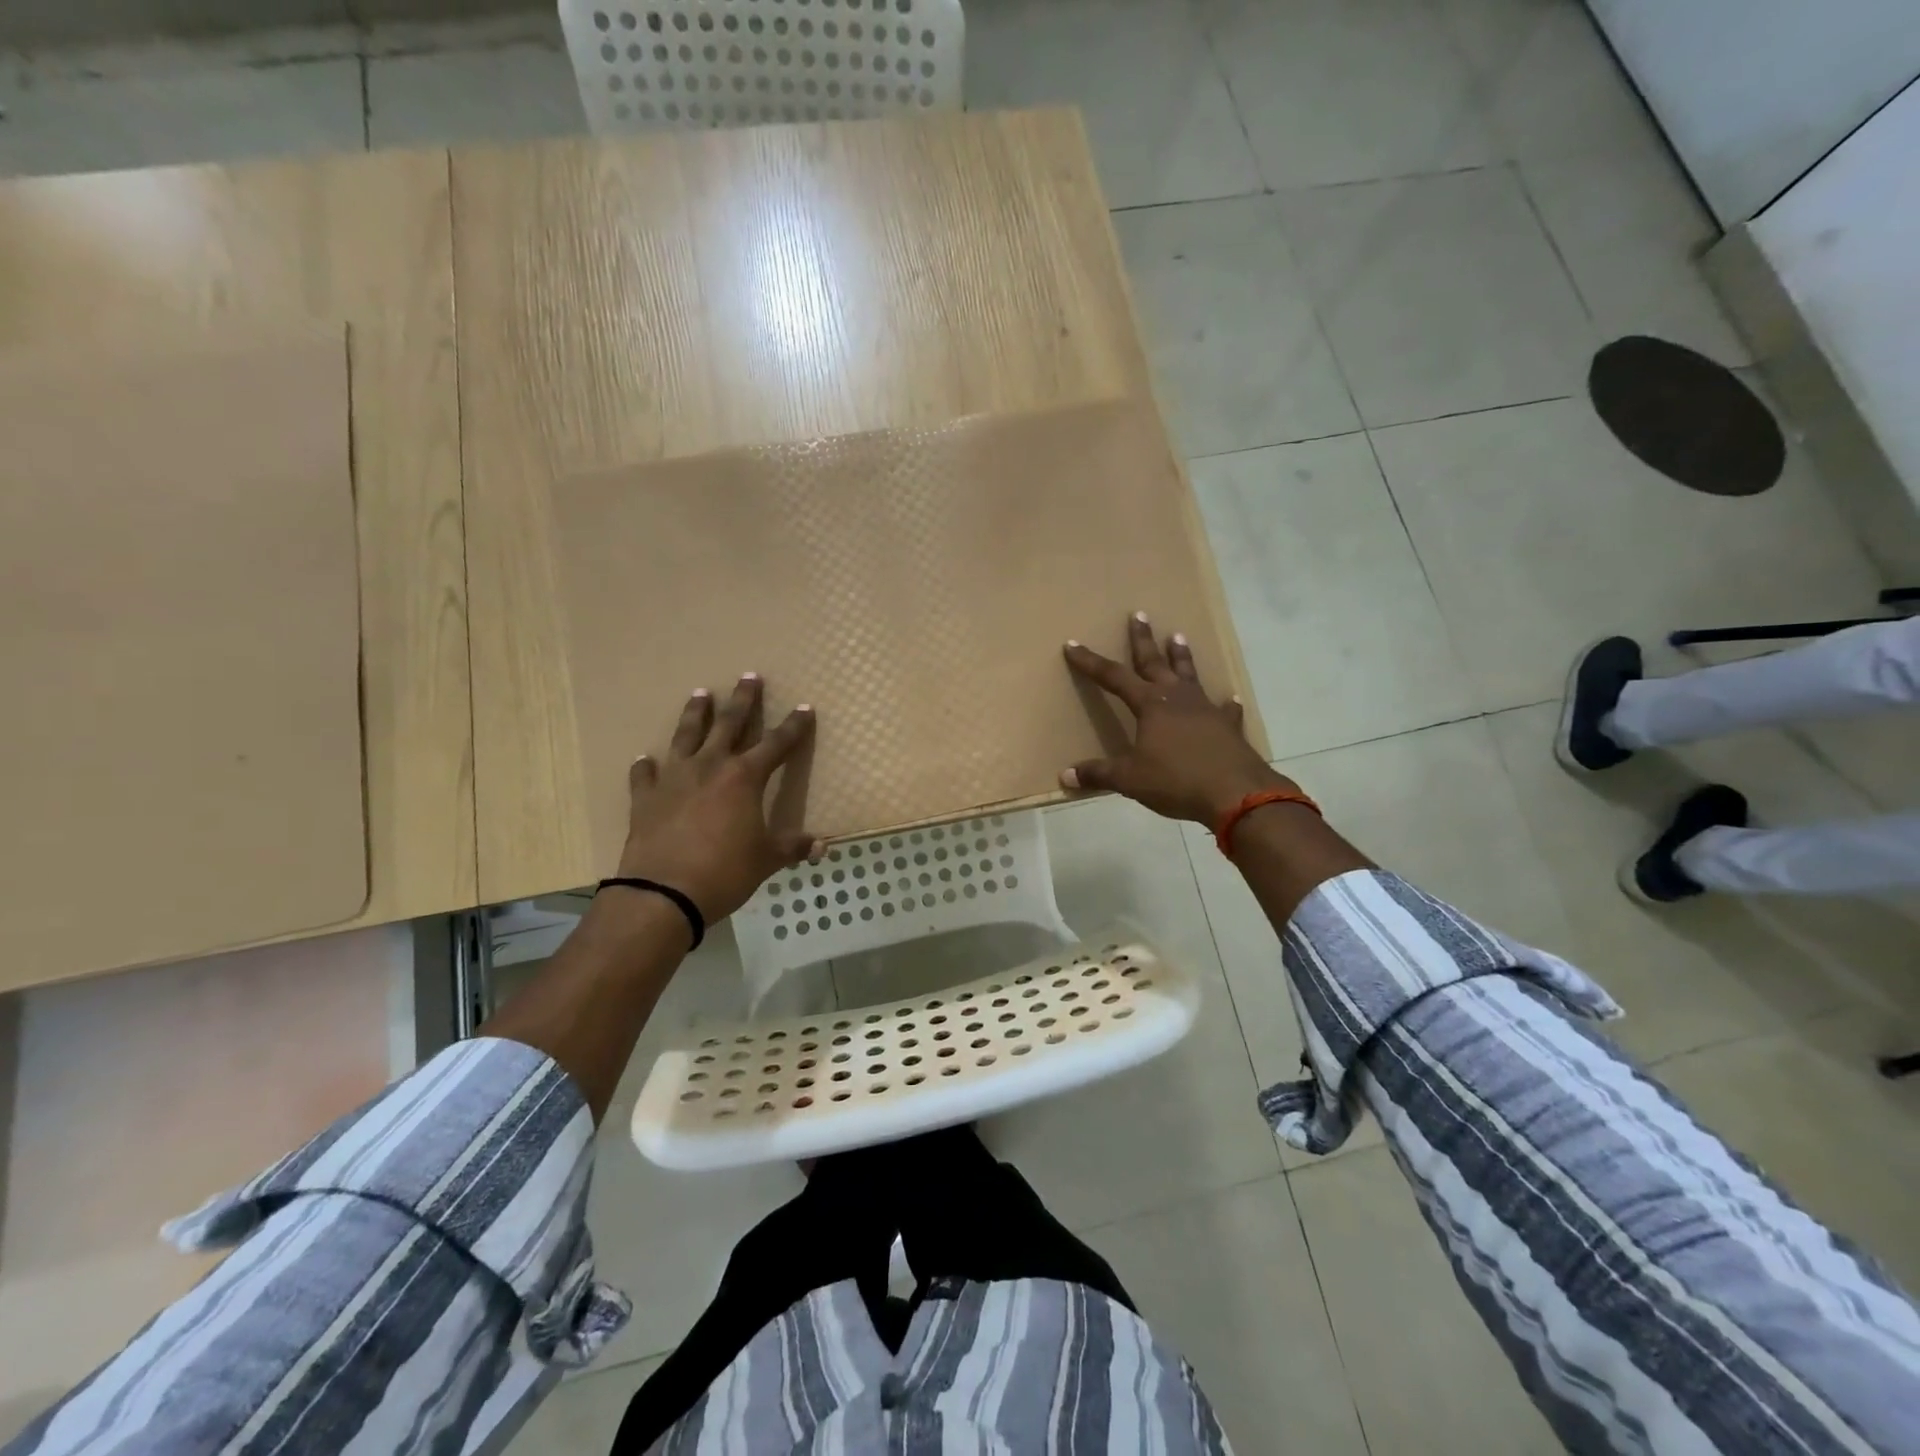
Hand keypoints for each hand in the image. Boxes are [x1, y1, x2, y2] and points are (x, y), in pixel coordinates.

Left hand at [613, 673, 822, 922]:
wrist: (663, 893)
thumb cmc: (724, 872)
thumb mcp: (766, 860)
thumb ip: (792, 847)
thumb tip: (822, 846)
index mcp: (745, 778)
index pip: (777, 744)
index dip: (794, 726)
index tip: (804, 708)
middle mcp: (710, 767)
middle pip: (730, 724)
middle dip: (743, 700)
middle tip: (749, 676)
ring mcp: (674, 778)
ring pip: (686, 736)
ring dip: (695, 714)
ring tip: (699, 693)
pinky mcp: (645, 797)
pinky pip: (645, 775)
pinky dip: (646, 767)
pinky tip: (645, 760)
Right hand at [1062, 613, 1297, 826]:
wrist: (1235, 793)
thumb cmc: (1176, 780)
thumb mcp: (1130, 779)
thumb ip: (1099, 774)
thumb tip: (1066, 776)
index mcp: (1150, 705)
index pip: (1113, 677)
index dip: (1091, 662)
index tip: (1073, 645)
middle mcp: (1177, 698)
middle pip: (1155, 662)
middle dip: (1143, 640)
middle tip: (1139, 614)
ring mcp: (1206, 710)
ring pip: (1189, 675)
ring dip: (1181, 656)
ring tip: (1177, 636)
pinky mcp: (1228, 727)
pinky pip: (1225, 710)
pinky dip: (1225, 703)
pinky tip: (1229, 698)